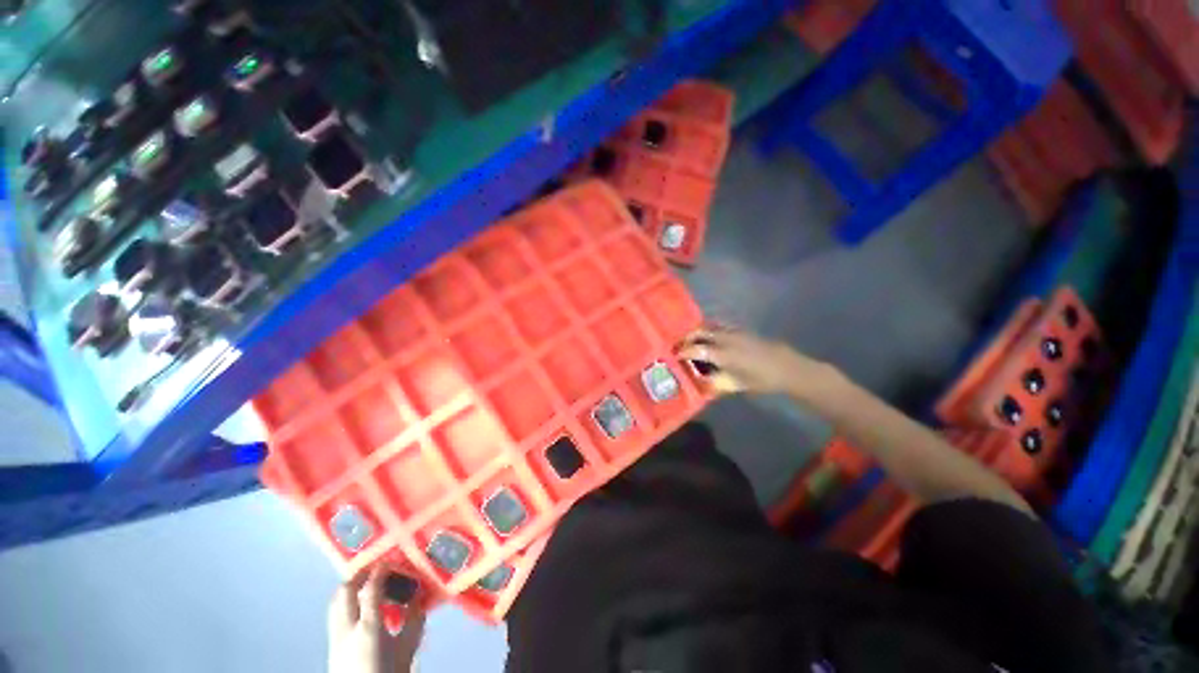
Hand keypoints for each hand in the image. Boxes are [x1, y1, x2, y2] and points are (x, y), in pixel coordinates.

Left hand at [328, 569, 426, 672]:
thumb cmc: (390, 672)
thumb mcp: (408, 647)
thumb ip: (413, 619)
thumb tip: (418, 595)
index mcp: (368, 628)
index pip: (370, 590)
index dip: (380, 571)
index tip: (389, 560)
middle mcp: (347, 629)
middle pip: (345, 592)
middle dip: (359, 575)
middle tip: (375, 567)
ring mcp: (335, 638)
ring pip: (335, 602)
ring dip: (349, 588)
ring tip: (364, 583)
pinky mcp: (330, 645)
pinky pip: (334, 615)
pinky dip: (345, 603)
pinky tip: (358, 607)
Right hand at [678, 326, 838, 398]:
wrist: (787, 367)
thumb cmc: (761, 379)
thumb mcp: (735, 384)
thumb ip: (714, 381)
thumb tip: (698, 379)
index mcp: (723, 354)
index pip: (695, 349)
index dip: (683, 351)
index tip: (674, 355)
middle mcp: (725, 338)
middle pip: (699, 332)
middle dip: (686, 338)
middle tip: (678, 345)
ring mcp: (733, 331)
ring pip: (708, 326)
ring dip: (696, 331)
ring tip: (690, 339)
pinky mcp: (740, 328)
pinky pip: (718, 325)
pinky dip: (709, 328)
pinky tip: (708, 335)